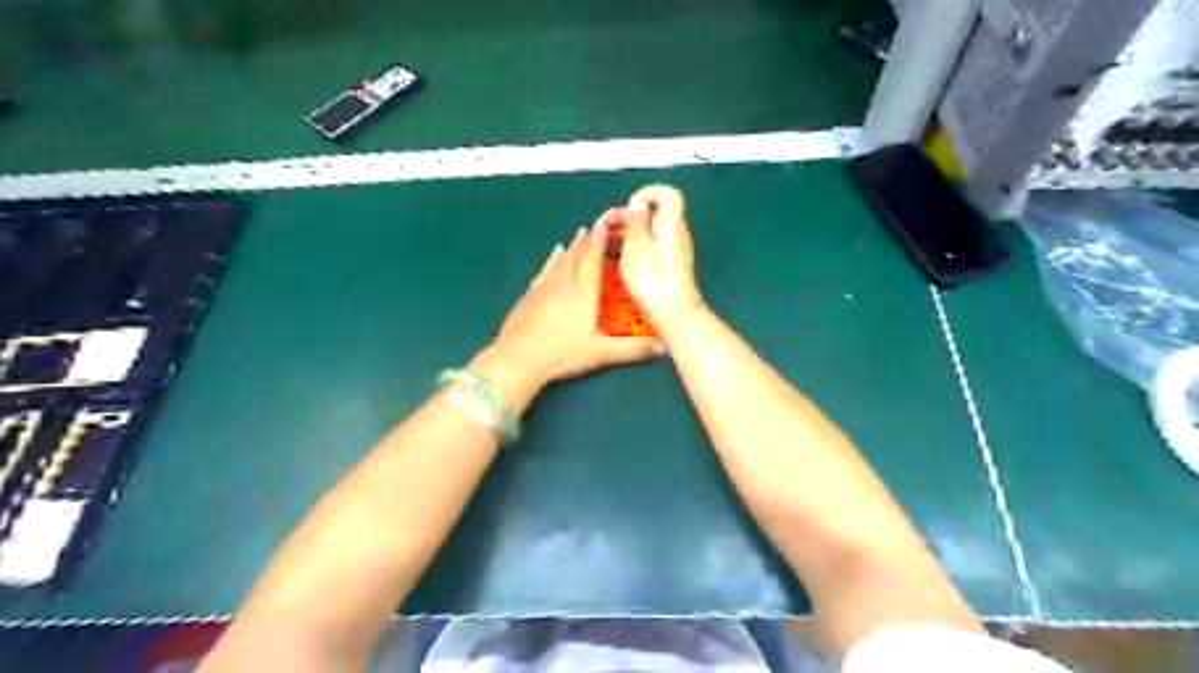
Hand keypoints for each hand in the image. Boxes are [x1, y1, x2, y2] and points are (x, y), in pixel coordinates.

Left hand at [492, 217, 668, 384]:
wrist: (518, 358)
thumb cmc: (563, 353)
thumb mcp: (602, 353)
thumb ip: (633, 350)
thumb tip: (666, 347)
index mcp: (584, 292)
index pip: (593, 259)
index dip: (600, 241)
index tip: (605, 223)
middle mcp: (564, 283)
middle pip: (577, 256)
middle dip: (587, 240)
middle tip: (594, 225)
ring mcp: (543, 288)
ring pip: (560, 261)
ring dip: (571, 248)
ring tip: (577, 236)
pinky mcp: (529, 296)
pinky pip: (544, 272)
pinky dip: (551, 261)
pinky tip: (553, 256)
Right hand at [597, 183, 704, 337]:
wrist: (672, 313)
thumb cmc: (652, 278)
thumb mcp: (636, 244)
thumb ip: (635, 220)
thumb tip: (638, 204)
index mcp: (670, 223)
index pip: (667, 194)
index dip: (646, 194)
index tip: (629, 208)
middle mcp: (675, 234)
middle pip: (653, 214)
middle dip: (627, 217)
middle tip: (605, 228)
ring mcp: (673, 252)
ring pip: (648, 233)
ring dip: (626, 235)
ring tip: (604, 245)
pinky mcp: (667, 268)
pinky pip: (648, 249)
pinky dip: (632, 249)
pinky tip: (616, 259)